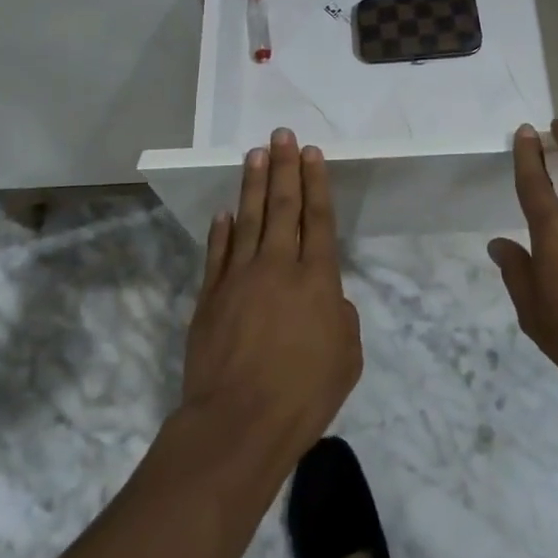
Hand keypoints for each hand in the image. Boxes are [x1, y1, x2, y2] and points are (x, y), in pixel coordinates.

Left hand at [181, 128, 362, 455]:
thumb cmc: (304, 393)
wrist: (238, 422)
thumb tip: (326, 299)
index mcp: (317, 278)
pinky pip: (218, 253)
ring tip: (255, 154)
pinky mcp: (210, 297)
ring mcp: (240, 278)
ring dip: (253, 185)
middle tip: (281, 135)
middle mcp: (278, 266)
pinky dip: (222, 230)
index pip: (317, 217)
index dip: (315, 182)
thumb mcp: (347, 356)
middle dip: (284, 167)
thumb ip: (341, 317)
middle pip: (283, 206)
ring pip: (249, 219)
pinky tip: (225, 212)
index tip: (310, 152)